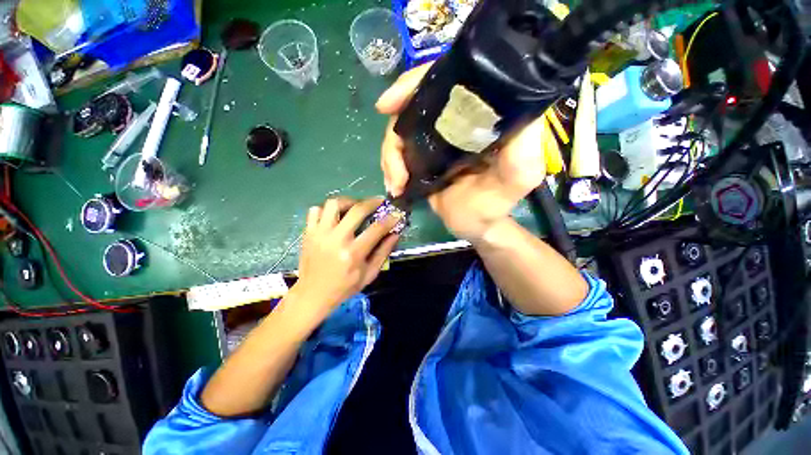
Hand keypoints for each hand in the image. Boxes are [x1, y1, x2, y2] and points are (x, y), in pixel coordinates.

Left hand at [292, 198, 401, 319]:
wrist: (313, 294)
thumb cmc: (344, 287)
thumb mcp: (369, 274)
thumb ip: (383, 252)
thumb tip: (395, 234)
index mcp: (353, 253)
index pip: (376, 229)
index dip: (390, 219)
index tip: (396, 214)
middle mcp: (336, 239)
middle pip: (357, 210)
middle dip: (372, 202)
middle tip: (379, 201)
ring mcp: (319, 234)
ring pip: (334, 204)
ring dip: (349, 201)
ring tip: (355, 207)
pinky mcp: (308, 232)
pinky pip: (316, 210)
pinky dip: (327, 209)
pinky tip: (335, 216)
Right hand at [376, 64, 546, 242]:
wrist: (474, 225)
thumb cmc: (496, 203)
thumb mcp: (520, 176)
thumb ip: (523, 146)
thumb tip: (515, 106)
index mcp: (480, 116)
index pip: (448, 79)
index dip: (416, 83)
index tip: (391, 103)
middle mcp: (456, 119)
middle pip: (414, 104)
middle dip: (395, 129)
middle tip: (393, 161)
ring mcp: (435, 138)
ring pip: (401, 130)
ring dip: (391, 156)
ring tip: (396, 183)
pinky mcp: (423, 155)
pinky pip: (398, 151)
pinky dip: (390, 166)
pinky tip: (394, 185)